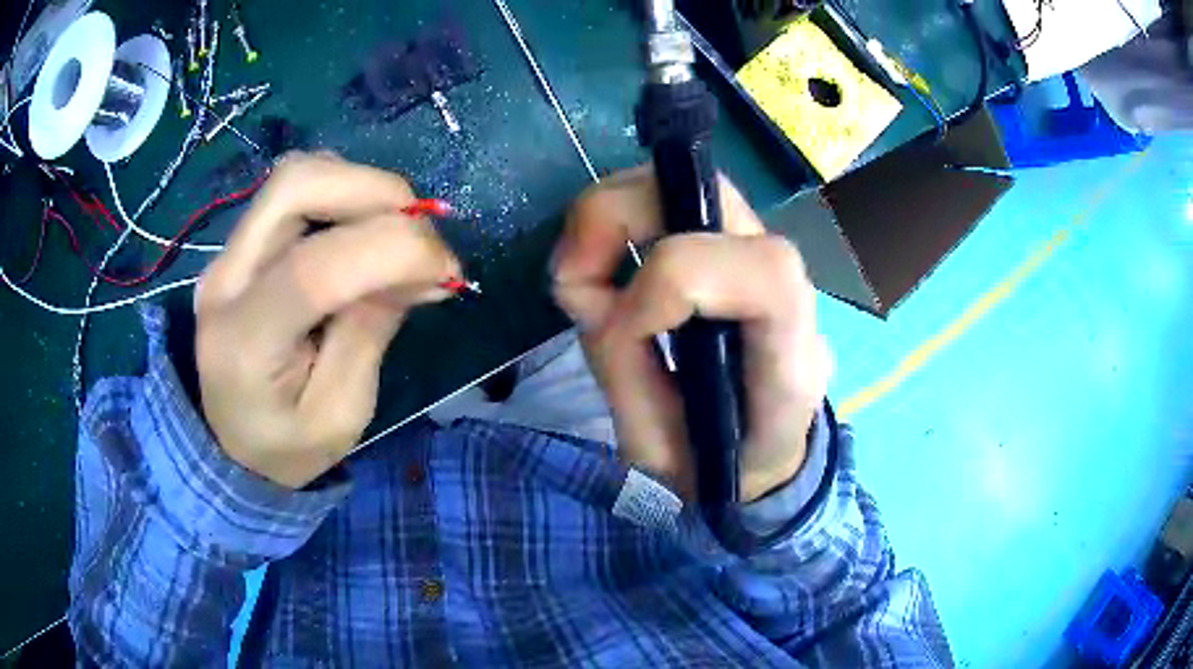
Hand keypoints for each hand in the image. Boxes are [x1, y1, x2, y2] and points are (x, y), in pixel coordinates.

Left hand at [195, 153, 459, 488]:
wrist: (230, 444)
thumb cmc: (287, 446)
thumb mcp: (340, 416)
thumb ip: (370, 333)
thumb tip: (419, 267)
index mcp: (246, 343)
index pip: (315, 267)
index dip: (394, 250)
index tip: (447, 270)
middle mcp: (226, 280)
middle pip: (296, 186)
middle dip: (377, 193)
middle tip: (421, 235)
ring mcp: (228, 254)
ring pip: (297, 175)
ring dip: (362, 188)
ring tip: (397, 234)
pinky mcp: (240, 244)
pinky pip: (295, 190)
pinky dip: (344, 193)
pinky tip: (363, 233)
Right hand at [552, 167, 832, 502]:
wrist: (763, 456)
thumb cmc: (717, 465)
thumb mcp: (660, 452)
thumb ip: (626, 371)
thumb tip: (589, 290)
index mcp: (791, 358)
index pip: (763, 273)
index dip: (672, 283)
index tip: (620, 329)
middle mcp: (789, 288)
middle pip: (716, 196)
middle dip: (621, 217)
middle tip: (571, 272)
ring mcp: (762, 256)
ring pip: (689, 184)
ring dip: (614, 213)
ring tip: (581, 272)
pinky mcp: (733, 245)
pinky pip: (674, 202)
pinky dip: (622, 219)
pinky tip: (602, 264)